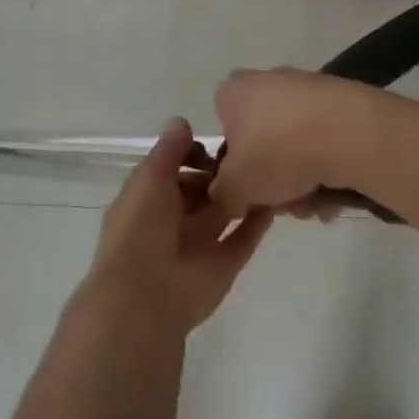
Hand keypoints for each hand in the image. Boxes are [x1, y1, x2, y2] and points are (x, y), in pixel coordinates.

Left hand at [81, 118, 273, 333]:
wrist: (146, 295)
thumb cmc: (141, 229)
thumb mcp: (149, 179)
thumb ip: (168, 151)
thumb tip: (181, 122)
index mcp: (148, 198)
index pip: (172, 169)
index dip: (190, 155)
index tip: (210, 149)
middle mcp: (173, 219)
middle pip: (201, 189)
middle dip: (219, 172)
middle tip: (247, 154)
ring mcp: (200, 242)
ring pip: (224, 211)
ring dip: (241, 192)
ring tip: (270, 168)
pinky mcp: (224, 263)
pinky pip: (244, 237)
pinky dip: (259, 220)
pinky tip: (277, 198)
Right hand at [211, 68, 375, 218]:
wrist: (351, 133)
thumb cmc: (277, 153)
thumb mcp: (235, 187)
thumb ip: (222, 196)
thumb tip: (228, 199)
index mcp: (233, 91)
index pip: (224, 129)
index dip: (233, 165)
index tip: (248, 190)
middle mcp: (266, 81)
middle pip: (262, 141)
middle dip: (273, 178)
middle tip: (284, 204)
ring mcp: (306, 88)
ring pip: (294, 144)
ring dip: (301, 179)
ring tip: (315, 205)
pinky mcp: (341, 100)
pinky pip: (324, 140)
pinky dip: (326, 165)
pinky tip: (336, 192)